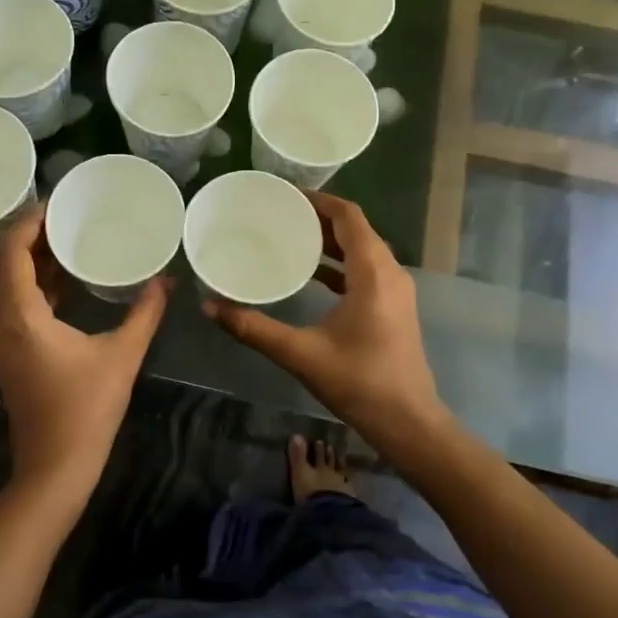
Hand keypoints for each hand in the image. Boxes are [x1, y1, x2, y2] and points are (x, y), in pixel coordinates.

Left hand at [0, 202, 171, 503]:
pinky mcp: (12, 352)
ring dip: (38, 259)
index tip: (60, 201)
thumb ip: (145, 313)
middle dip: (37, 234)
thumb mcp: (122, 356)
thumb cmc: (86, 410)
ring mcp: (3, 338)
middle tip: (72, 213)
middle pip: (9, 261)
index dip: (31, 220)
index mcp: (20, 314)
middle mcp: (2, 320)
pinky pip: (20, 303)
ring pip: (13, 283)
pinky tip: (70, 278)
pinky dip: (40, 284)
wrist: (55, 469)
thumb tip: (168, 281)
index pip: (13, 249)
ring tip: (73, 236)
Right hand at [204, 192, 447, 454]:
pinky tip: (312, 275)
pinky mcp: (394, 307)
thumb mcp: (300, 354)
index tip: (287, 195)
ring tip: (291, 237)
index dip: (320, 200)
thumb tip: (210, 306)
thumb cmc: (359, 382)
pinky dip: (340, 264)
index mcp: (373, 273)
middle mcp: (390, 273)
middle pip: (356, 230)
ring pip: (363, 250)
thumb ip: (253, 328)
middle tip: (281, 214)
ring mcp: (396, 290)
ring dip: (331, 241)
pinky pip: (366, 270)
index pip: (349, 217)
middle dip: (320, 218)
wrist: (408, 422)